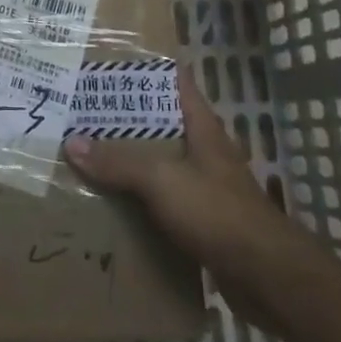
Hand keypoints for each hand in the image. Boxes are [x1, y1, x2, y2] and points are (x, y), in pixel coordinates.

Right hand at [64, 67, 301, 329]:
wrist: (267, 278)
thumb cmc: (217, 212)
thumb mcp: (162, 180)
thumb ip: (119, 162)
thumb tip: (72, 143)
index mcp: (201, 126)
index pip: (175, 81)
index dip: (146, 68)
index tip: (110, 63)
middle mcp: (204, 149)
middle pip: (161, 122)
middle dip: (126, 116)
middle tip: (83, 110)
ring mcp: (205, 185)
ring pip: (160, 162)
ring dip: (130, 159)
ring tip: (88, 153)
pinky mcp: (202, 220)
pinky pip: (162, 200)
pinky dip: (139, 198)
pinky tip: (112, 202)